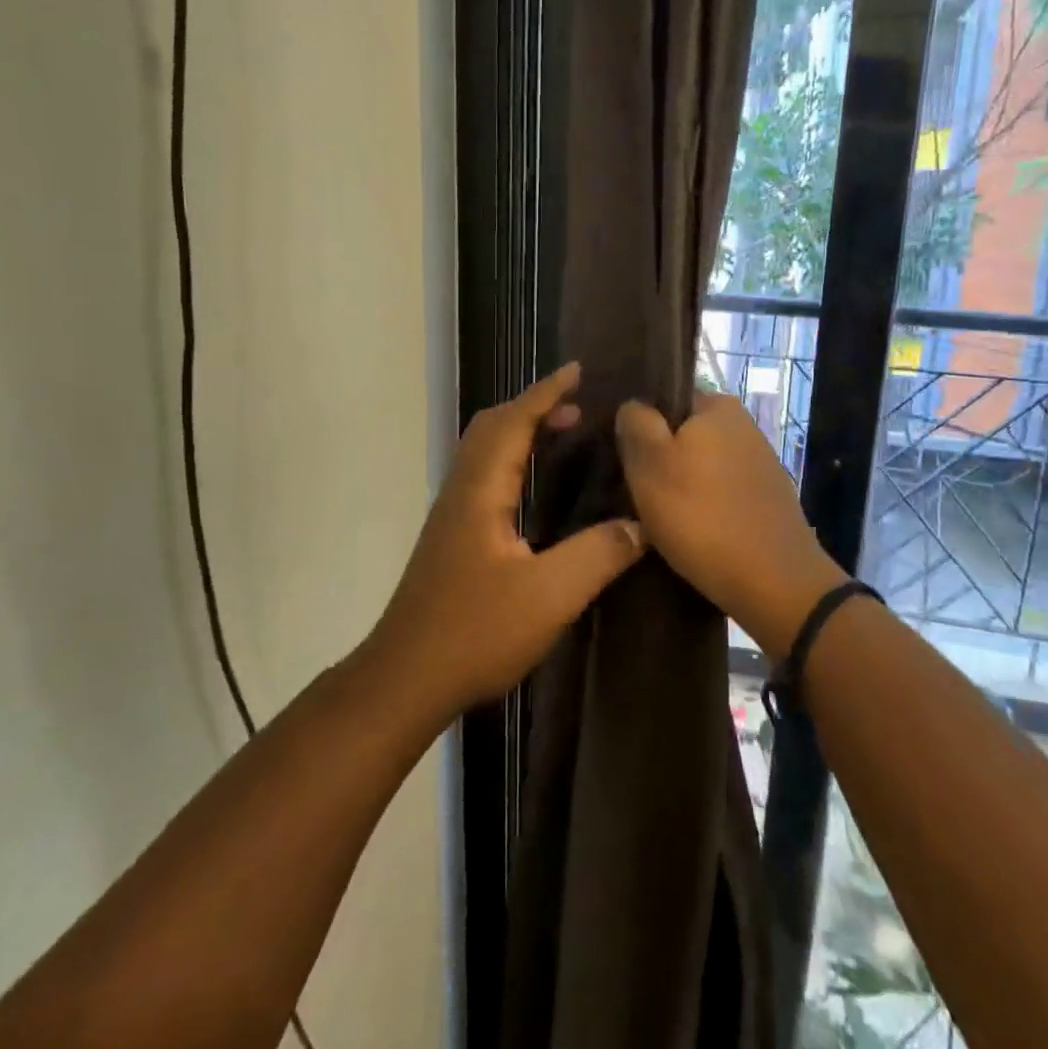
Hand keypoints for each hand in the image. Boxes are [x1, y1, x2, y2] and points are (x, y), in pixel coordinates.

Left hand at [368, 363, 645, 717]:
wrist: (405, 679)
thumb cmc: (474, 632)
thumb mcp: (549, 596)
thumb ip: (598, 555)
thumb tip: (642, 525)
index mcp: (480, 491)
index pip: (513, 422)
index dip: (546, 393)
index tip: (578, 370)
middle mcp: (461, 492)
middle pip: (491, 427)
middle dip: (533, 406)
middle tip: (578, 407)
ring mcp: (452, 516)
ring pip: (484, 452)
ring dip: (521, 432)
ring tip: (564, 436)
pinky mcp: (452, 539)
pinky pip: (484, 477)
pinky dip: (513, 461)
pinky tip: (536, 492)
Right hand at [617, 391, 847, 656]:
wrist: (774, 583)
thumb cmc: (701, 516)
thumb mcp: (649, 464)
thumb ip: (636, 423)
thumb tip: (633, 405)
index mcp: (717, 405)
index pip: (665, 399)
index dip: (641, 426)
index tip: (625, 459)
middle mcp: (744, 425)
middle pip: (684, 434)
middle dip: (661, 458)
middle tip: (637, 492)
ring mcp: (760, 462)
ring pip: (703, 465)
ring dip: (682, 485)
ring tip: (660, 517)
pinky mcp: (768, 498)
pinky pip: (723, 492)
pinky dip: (706, 506)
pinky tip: (694, 532)